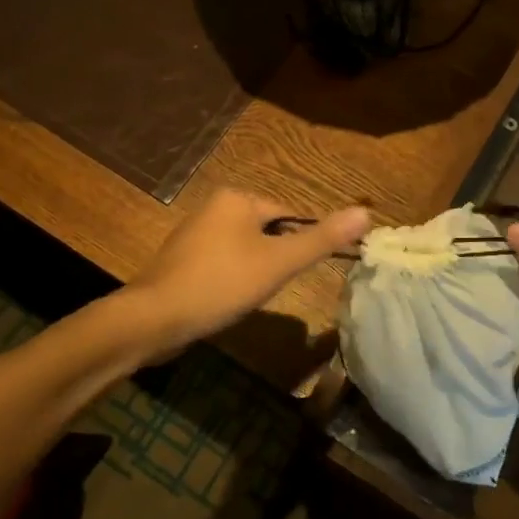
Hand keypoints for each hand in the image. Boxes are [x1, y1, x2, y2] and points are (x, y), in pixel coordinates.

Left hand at [125, 189, 370, 351]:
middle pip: (267, 232)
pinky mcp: (181, 260)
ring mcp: (194, 233)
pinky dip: (230, 280)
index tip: (293, 274)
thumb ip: (322, 238)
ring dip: (253, 272)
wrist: (153, 319)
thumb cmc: (221, 283)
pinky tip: (225, 301)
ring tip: (246, 297)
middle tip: (268, 288)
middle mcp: (214, 206)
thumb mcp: (279, 262)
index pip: (289, 215)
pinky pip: (222, 263)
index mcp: (237, 198)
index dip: (297, 247)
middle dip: (273, 261)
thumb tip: (366, 212)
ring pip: (245, 250)